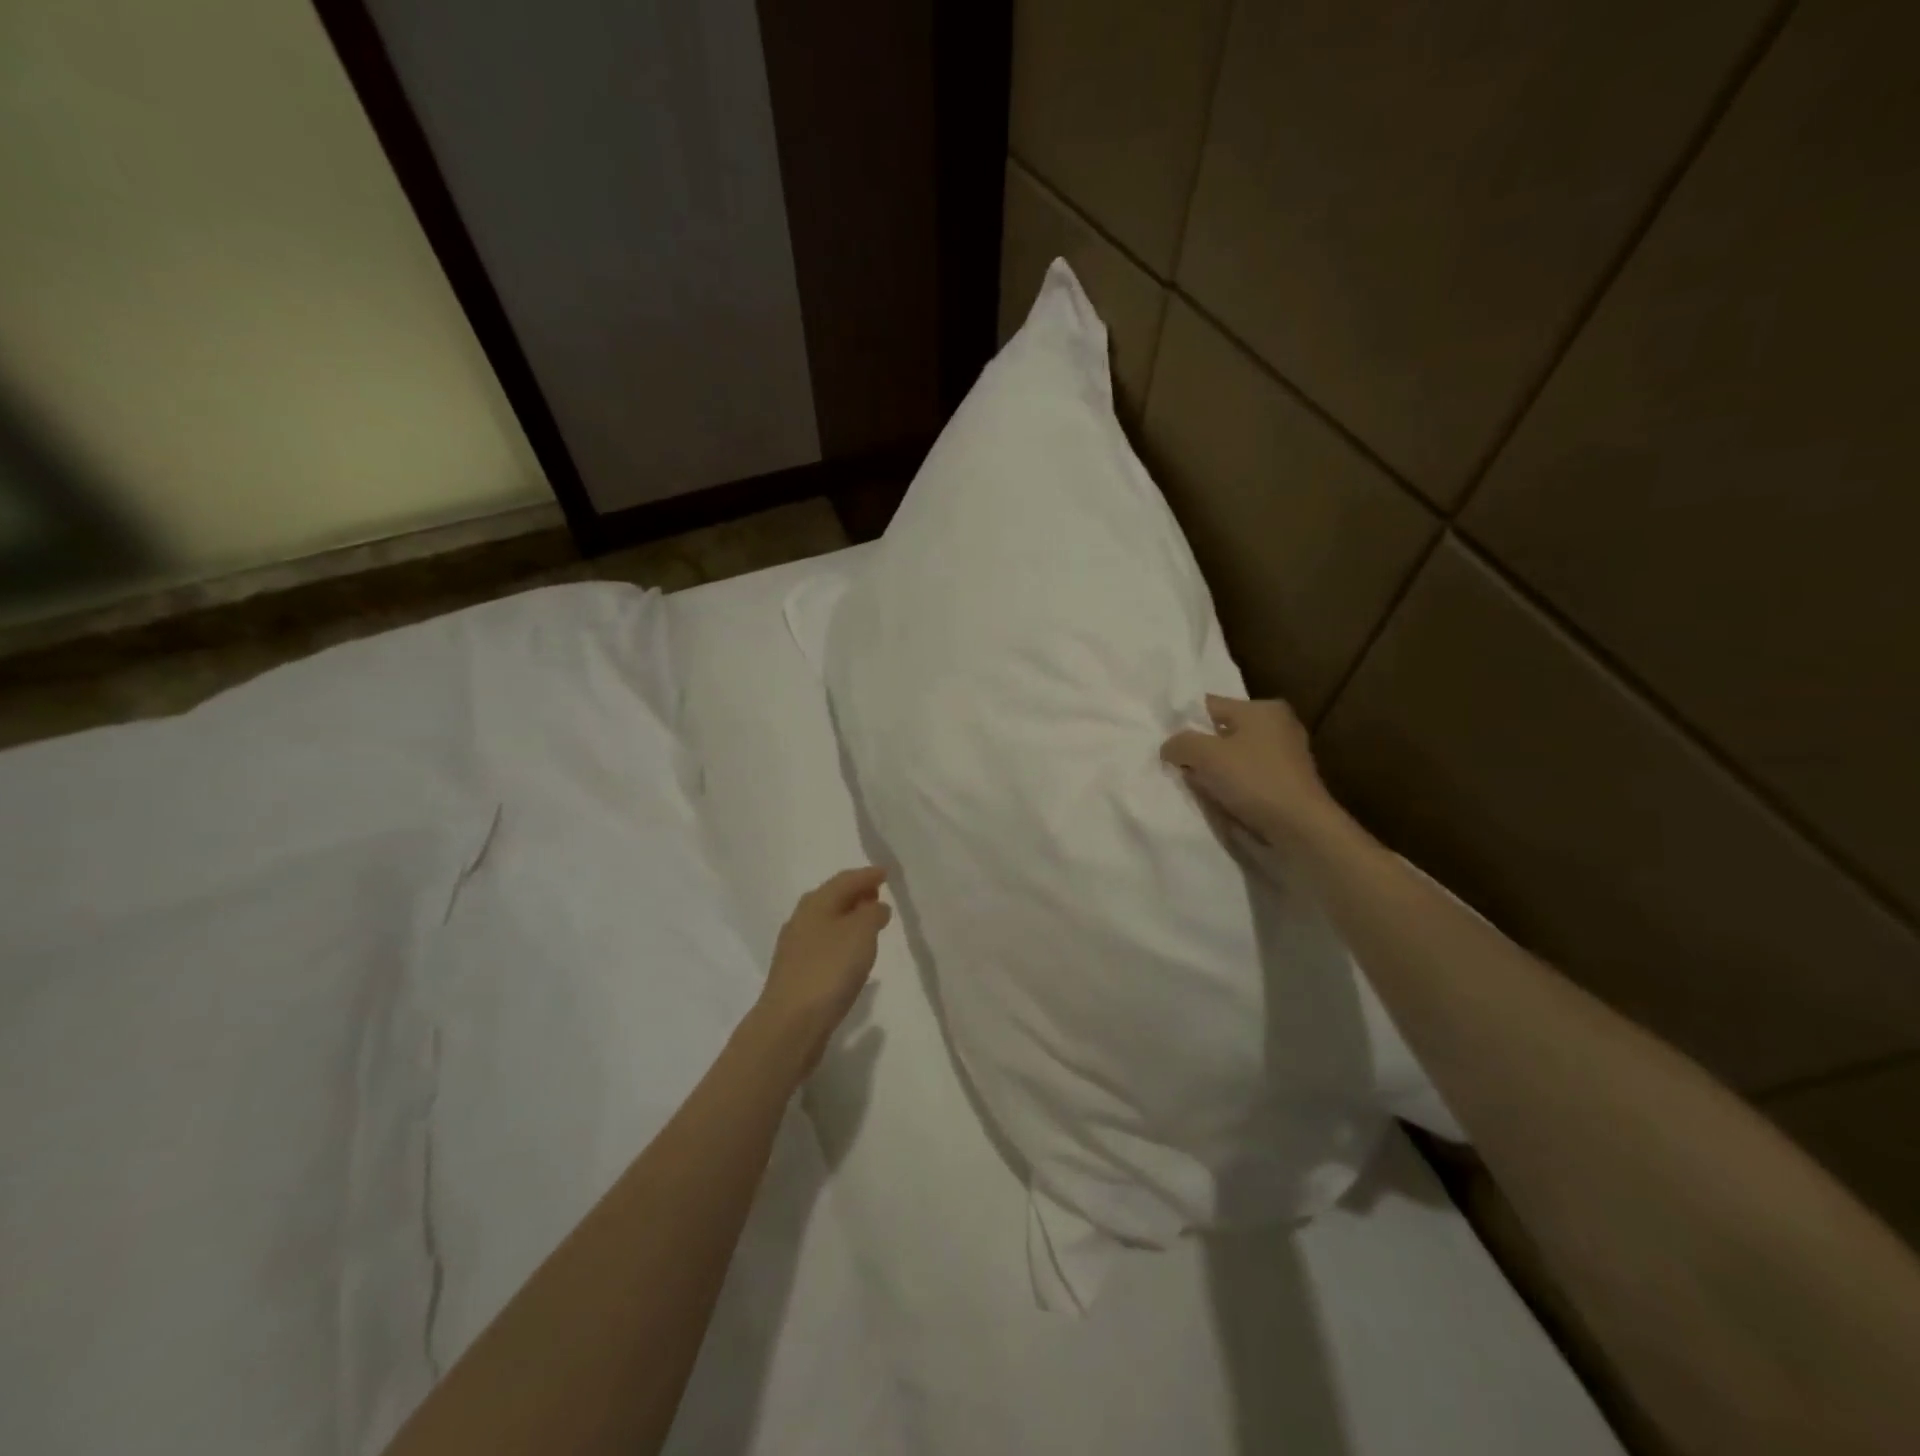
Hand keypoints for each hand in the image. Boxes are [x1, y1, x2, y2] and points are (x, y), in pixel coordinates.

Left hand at [752, 867, 891, 1076]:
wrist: (790, 1024)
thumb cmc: (829, 970)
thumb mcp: (861, 933)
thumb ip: (872, 913)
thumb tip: (875, 905)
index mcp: (815, 903)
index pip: (845, 880)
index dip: (867, 875)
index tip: (886, 873)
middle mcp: (801, 920)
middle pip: (832, 899)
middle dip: (856, 894)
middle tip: (878, 894)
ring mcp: (795, 949)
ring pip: (826, 922)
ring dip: (848, 918)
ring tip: (870, 923)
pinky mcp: (796, 974)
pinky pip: (824, 946)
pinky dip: (841, 941)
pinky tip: (851, 955)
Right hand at [1161, 695, 1345, 848]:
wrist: (1300, 830)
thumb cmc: (1254, 781)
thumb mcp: (1205, 754)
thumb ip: (1180, 743)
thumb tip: (1169, 748)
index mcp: (1262, 709)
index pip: (1209, 705)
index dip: (1183, 723)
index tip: (1164, 745)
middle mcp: (1277, 726)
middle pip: (1221, 733)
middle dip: (1198, 751)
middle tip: (1176, 768)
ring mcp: (1285, 757)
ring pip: (1232, 758)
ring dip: (1213, 772)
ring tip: (1196, 788)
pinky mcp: (1286, 785)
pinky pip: (1246, 779)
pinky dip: (1231, 788)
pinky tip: (1219, 802)